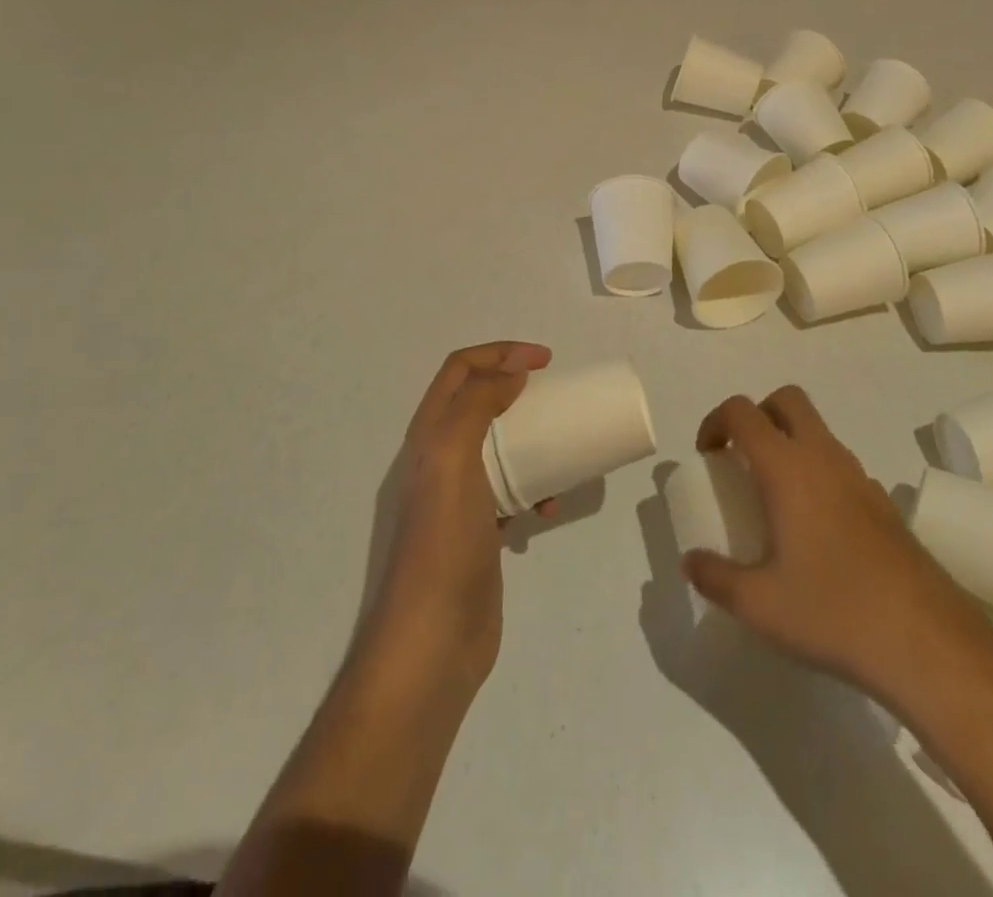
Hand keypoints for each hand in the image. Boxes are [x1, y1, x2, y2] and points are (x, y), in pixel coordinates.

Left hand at [364, 341, 553, 690]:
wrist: (433, 640)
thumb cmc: (444, 542)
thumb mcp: (453, 459)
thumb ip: (477, 406)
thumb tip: (511, 371)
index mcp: (429, 435)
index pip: (460, 370)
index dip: (500, 352)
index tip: (546, 361)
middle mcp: (439, 458)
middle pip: (480, 402)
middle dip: (518, 389)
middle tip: (557, 395)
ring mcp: (459, 496)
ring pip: (500, 446)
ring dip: (532, 439)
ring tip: (563, 449)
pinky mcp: (479, 530)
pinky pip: (512, 490)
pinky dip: (534, 487)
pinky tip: (551, 507)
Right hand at [683, 386, 992, 705]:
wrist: (930, 644)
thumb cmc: (834, 612)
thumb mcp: (759, 605)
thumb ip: (715, 578)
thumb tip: (690, 562)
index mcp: (787, 468)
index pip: (743, 412)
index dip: (716, 421)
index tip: (707, 456)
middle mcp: (824, 458)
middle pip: (788, 400)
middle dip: (758, 415)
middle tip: (742, 459)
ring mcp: (861, 478)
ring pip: (819, 432)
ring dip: (790, 444)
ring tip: (775, 499)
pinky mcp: (886, 505)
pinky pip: (842, 467)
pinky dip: (819, 475)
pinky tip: (817, 531)